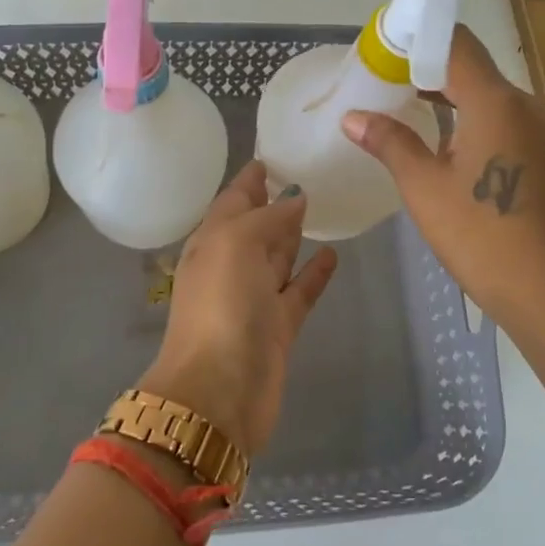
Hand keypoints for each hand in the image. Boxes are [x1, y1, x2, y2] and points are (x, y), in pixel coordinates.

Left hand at [138, 161, 337, 455]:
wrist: (220, 392)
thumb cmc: (222, 307)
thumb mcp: (235, 245)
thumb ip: (266, 218)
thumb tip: (295, 198)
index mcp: (211, 242)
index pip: (232, 200)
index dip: (250, 178)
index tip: (274, 153)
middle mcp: (231, 266)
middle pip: (255, 226)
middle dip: (274, 202)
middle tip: (307, 174)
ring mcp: (255, 298)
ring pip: (277, 257)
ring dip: (293, 235)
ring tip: (321, 205)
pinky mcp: (279, 327)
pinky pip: (299, 291)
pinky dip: (313, 274)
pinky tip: (332, 254)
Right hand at [342, 26, 544, 335]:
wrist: (543, 288)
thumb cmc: (477, 233)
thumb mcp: (423, 186)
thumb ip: (389, 141)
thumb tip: (352, 117)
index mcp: (497, 102)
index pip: (456, 45)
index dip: (418, 39)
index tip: (384, 48)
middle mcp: (527, 105)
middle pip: (474, 69)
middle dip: (428, 70)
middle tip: (385, 80)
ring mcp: (543, 130)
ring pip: (491, 96)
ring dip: (451, 96)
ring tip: (406, 105)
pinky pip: (505, 119)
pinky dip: (473, 118)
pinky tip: (445, 139)